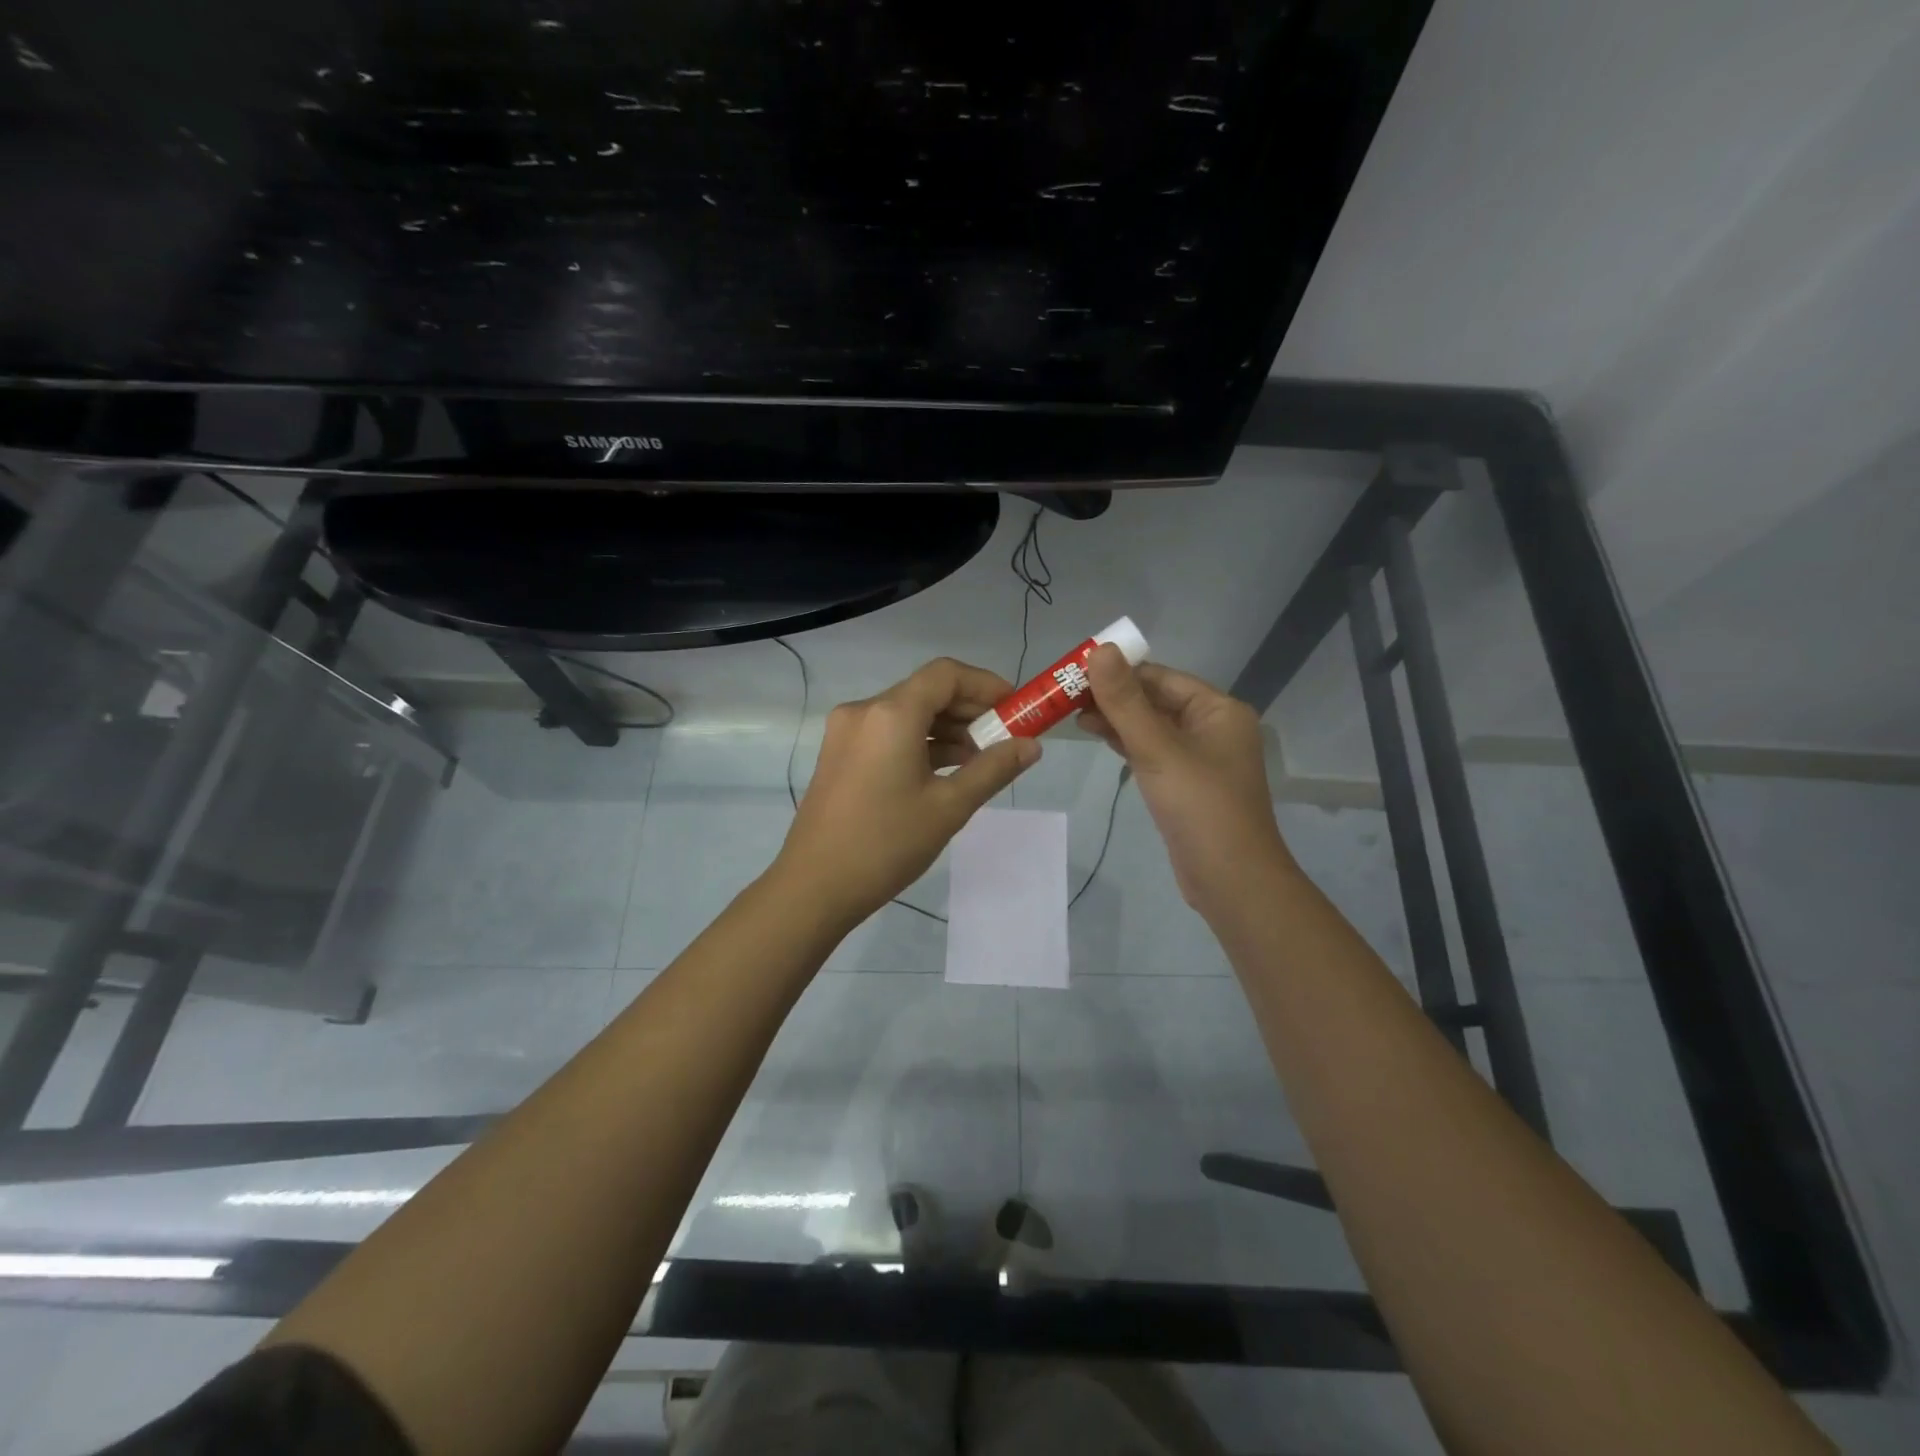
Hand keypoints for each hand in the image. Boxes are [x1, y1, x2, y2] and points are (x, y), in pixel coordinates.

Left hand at [773, 657, 1039, 927]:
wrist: (815, 886)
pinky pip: (888, 733)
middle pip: (926, 691)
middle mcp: (865, 711)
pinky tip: (945, 770)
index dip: (986, 684)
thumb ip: (993, 769)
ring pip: (907, 713)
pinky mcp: (840, 753)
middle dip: (969, 709)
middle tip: (1005, 738)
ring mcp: (847, 732)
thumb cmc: (886, 844)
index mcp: (891, 714)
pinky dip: (920, 742)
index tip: (1015, 708)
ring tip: (980, 760)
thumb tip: (1032, 746)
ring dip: (946, 728)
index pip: (946, 674)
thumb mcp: (949, 807)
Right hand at [1079, 646, 1292, 913]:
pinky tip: (1097, 736)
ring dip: (1116, 718)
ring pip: (1151, 726)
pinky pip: (1153, 751)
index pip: (1160, 677)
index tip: (1074, 670)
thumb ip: (1125, 701)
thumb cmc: (1199, 807)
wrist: (1230, 879)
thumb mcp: (1157, 749)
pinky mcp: (1186, 783)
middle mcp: (1213, 727)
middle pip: (1155, 699)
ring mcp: (1200, 757)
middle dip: (1113, 695)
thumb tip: (1100, 649)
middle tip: (1064, 694)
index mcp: (1218, 710)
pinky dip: (1126, 742)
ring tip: (1071, 713)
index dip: (1118, 670)